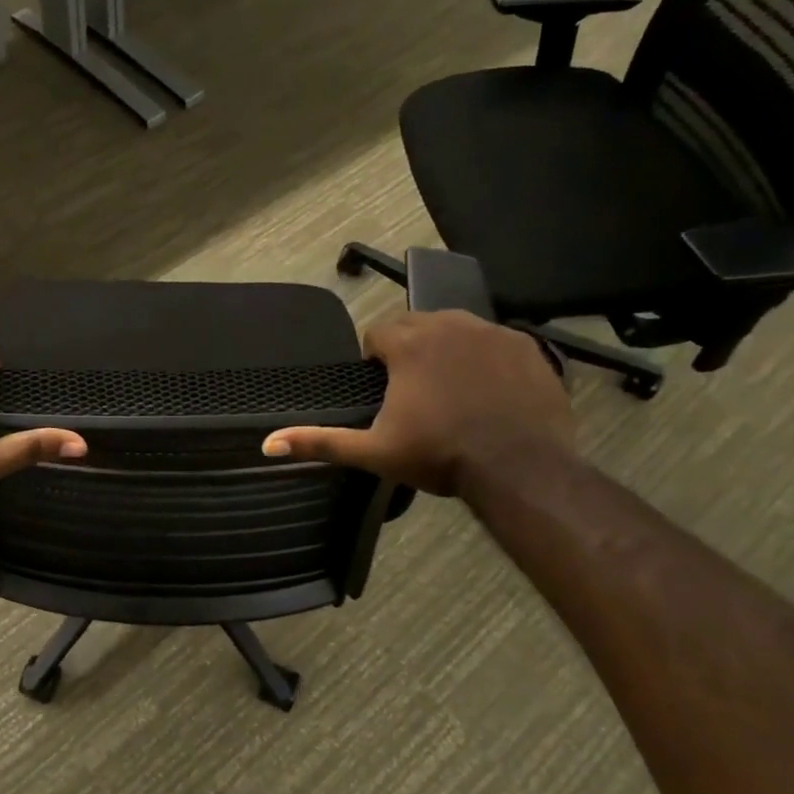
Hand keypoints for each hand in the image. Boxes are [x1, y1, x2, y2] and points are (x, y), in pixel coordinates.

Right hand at [262, 311, 573, 495]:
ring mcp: (492, 332)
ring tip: (449, 389)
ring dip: (445, 349)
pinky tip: (487, 390)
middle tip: (413, 392)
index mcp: (408, 344)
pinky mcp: (526, 346)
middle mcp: (449, 324)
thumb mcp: (374, 452)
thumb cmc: (440, 455)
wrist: (520, 468)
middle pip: (415, 325)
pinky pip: (494, 341)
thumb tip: (268, 443)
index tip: (382, 390)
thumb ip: (320, 442)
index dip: (374, 361)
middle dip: (408, 350)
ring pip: (455, 328)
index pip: (376, 334)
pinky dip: (484, 358)